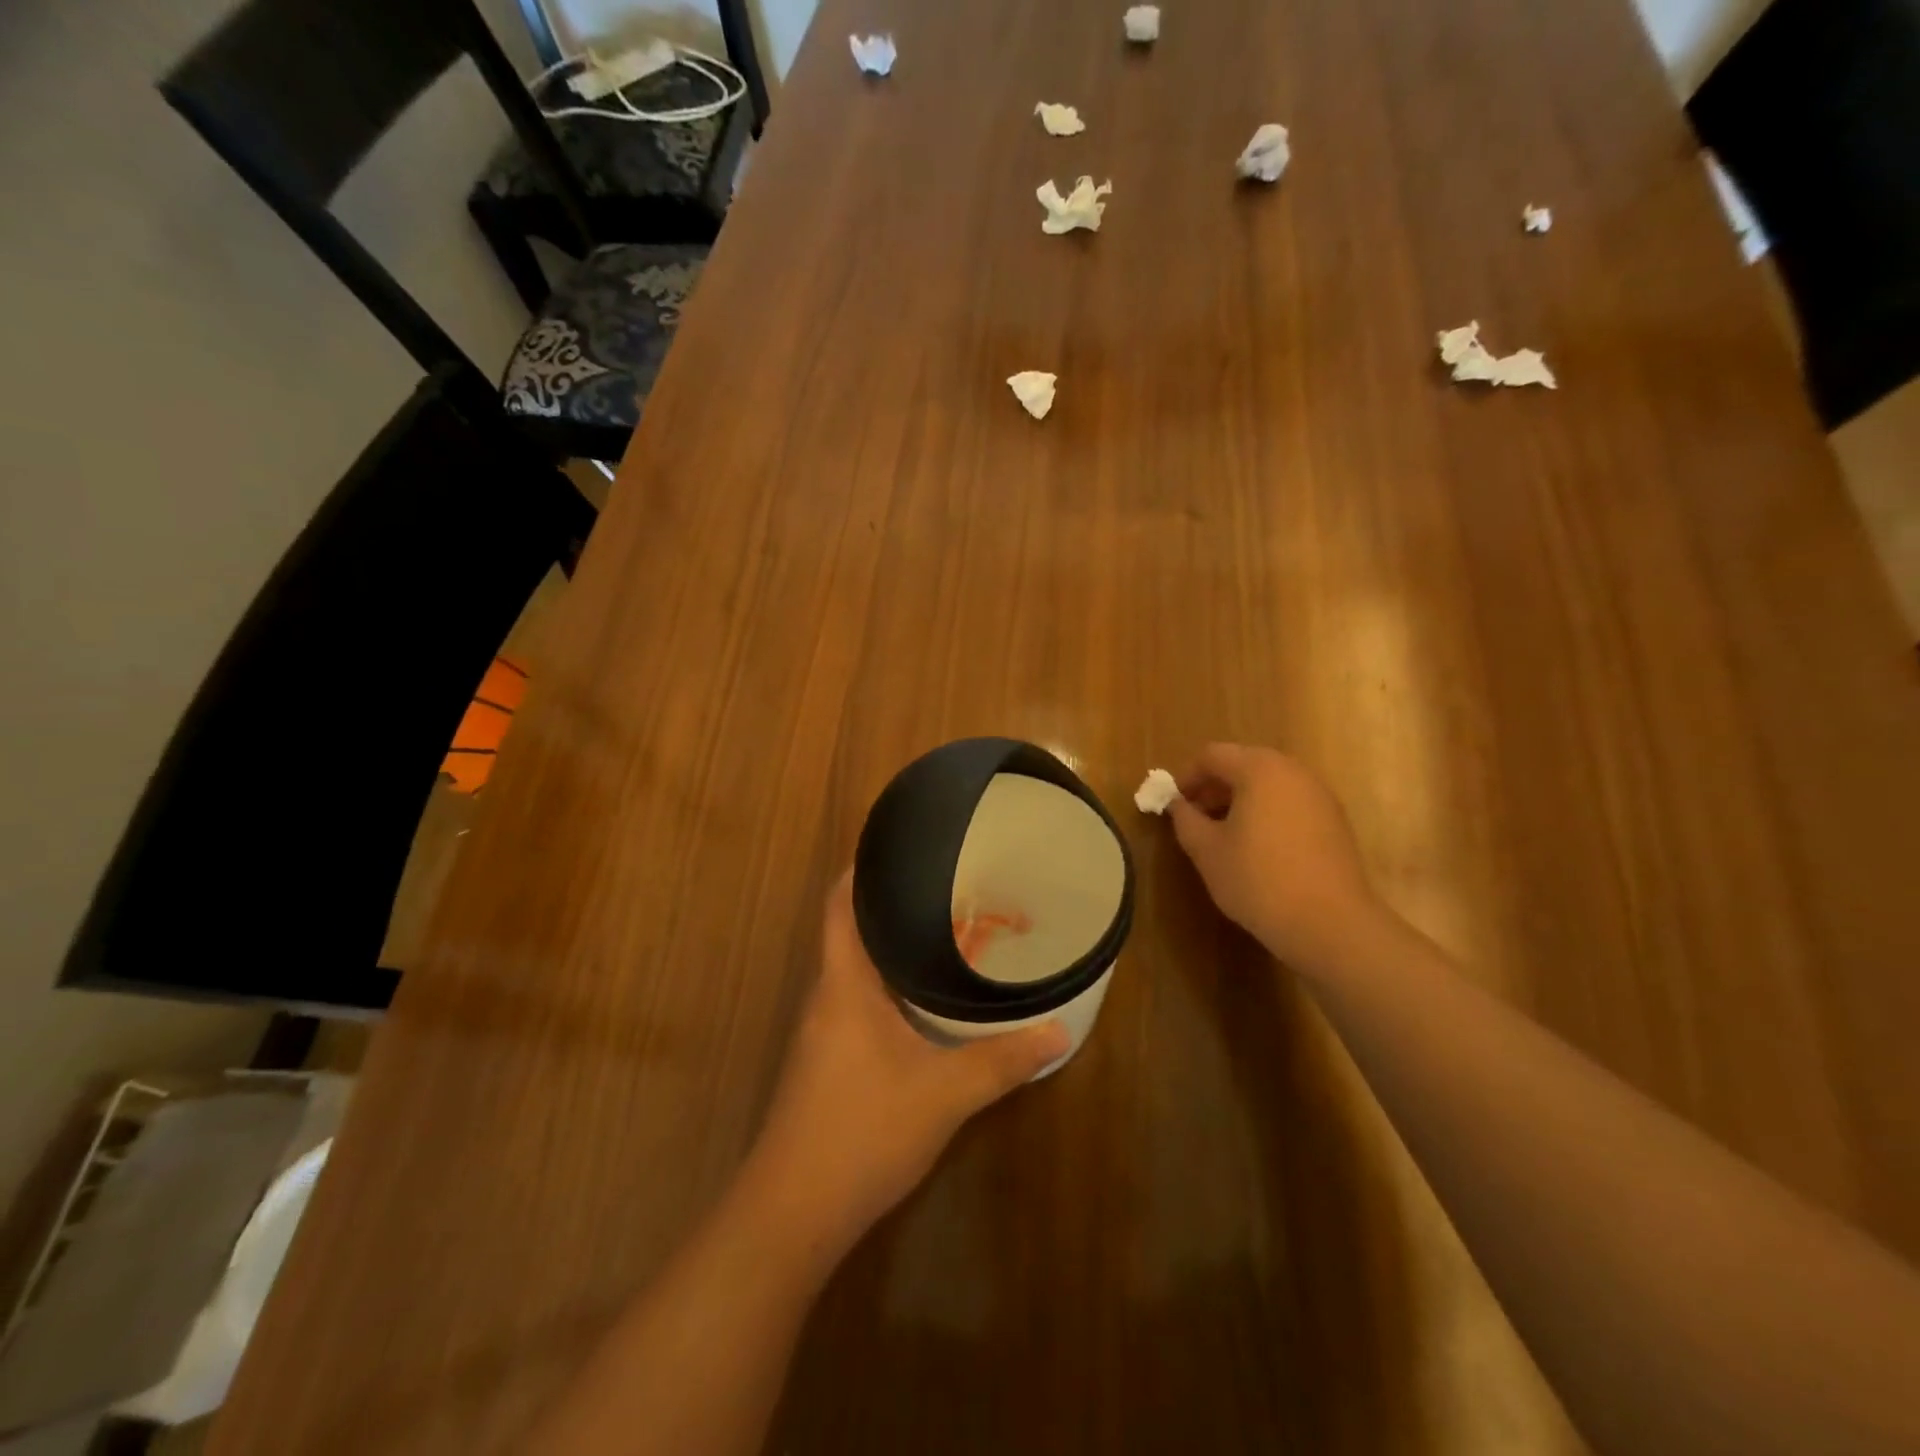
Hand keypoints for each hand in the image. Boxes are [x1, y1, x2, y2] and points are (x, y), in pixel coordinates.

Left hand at [747, 873, 1068, 1259]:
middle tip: (944, 889)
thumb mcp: (944, 1094)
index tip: (897, 847)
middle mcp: (827, 997)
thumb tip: (1060, 1032)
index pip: (839, 905)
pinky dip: (889, 988)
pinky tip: (922, 1004)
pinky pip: (858, 1003)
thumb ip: (1002, 1061)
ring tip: (942, 934)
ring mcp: (822, 1032)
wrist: (793, 1213)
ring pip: (857, 971)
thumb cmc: (862, 1131)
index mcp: (844, 983)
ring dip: (892, 951)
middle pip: (852, 932)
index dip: (860, 870)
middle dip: (893, 908)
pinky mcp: (826, 1063)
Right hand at [1167, 743, 1382, 970]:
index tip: (1174, 806)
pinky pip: (1290, 802)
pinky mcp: (1334, 820)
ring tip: (1224, 835)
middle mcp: (1293, 771)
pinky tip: (1258, 849)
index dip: (1186, 777)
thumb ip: (1185, 818)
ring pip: (1269, 783)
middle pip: (1243, 764)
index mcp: (1259, 769)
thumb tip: (1177, 804)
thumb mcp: (1206, 850)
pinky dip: (1267, 813)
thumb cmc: (1258, 879)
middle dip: (1214, 787)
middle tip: (1196, 818)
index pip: (1212, 755)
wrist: (1330, 923)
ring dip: (1240, 800)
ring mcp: (1319, 795)